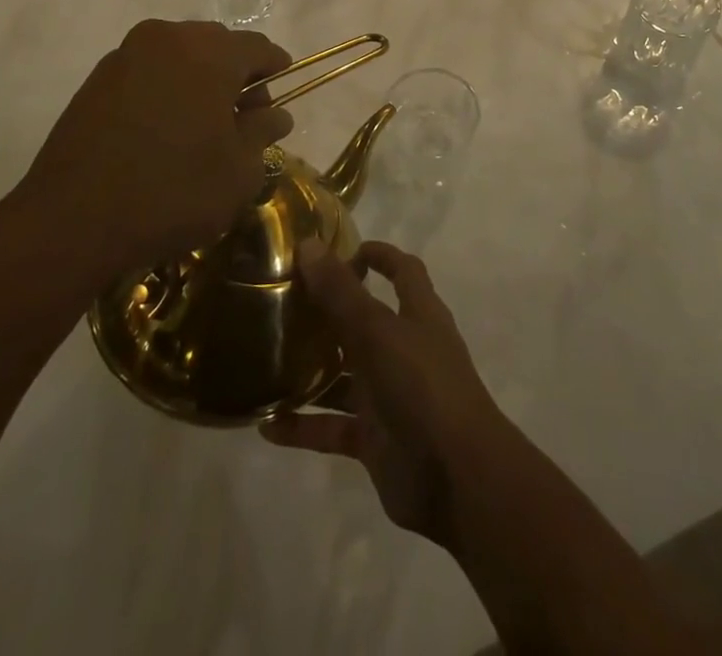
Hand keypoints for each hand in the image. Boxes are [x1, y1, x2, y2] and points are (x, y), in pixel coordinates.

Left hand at [20, 19, 293, 275]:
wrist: (71, 221)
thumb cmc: (172, 192)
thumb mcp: (238, 171)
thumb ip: (263, 132)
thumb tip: (275, 114)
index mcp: (210, 52)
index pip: (259, 48)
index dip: (276, 71)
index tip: (279, 101)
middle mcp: (168, 38)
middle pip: (218, 45)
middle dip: (237, 76)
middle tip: (241, 121)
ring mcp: (127, 55)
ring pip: (181, 55)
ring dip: (199, 81)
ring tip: (200, 128)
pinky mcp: (97, 79)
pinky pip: (148, 71)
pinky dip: (165, 89)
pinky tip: (163, 130)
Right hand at [260, 241, 510, 547]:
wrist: (457, 477)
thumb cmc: (423, 386)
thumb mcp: (377, 331)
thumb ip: (341, 292)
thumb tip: (309, 244)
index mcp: (418, 314)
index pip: (403, 271)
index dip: (379, 256)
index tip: (340, 248)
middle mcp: (405, 349)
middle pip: (365, 321)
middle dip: (329, 312)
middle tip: (283, 302)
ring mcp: (390, 395)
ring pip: (344, 376)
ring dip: (311, 370)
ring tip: (265, 360)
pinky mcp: (375, 439)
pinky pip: (333, 427)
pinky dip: (304, 426)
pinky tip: (266, 425)